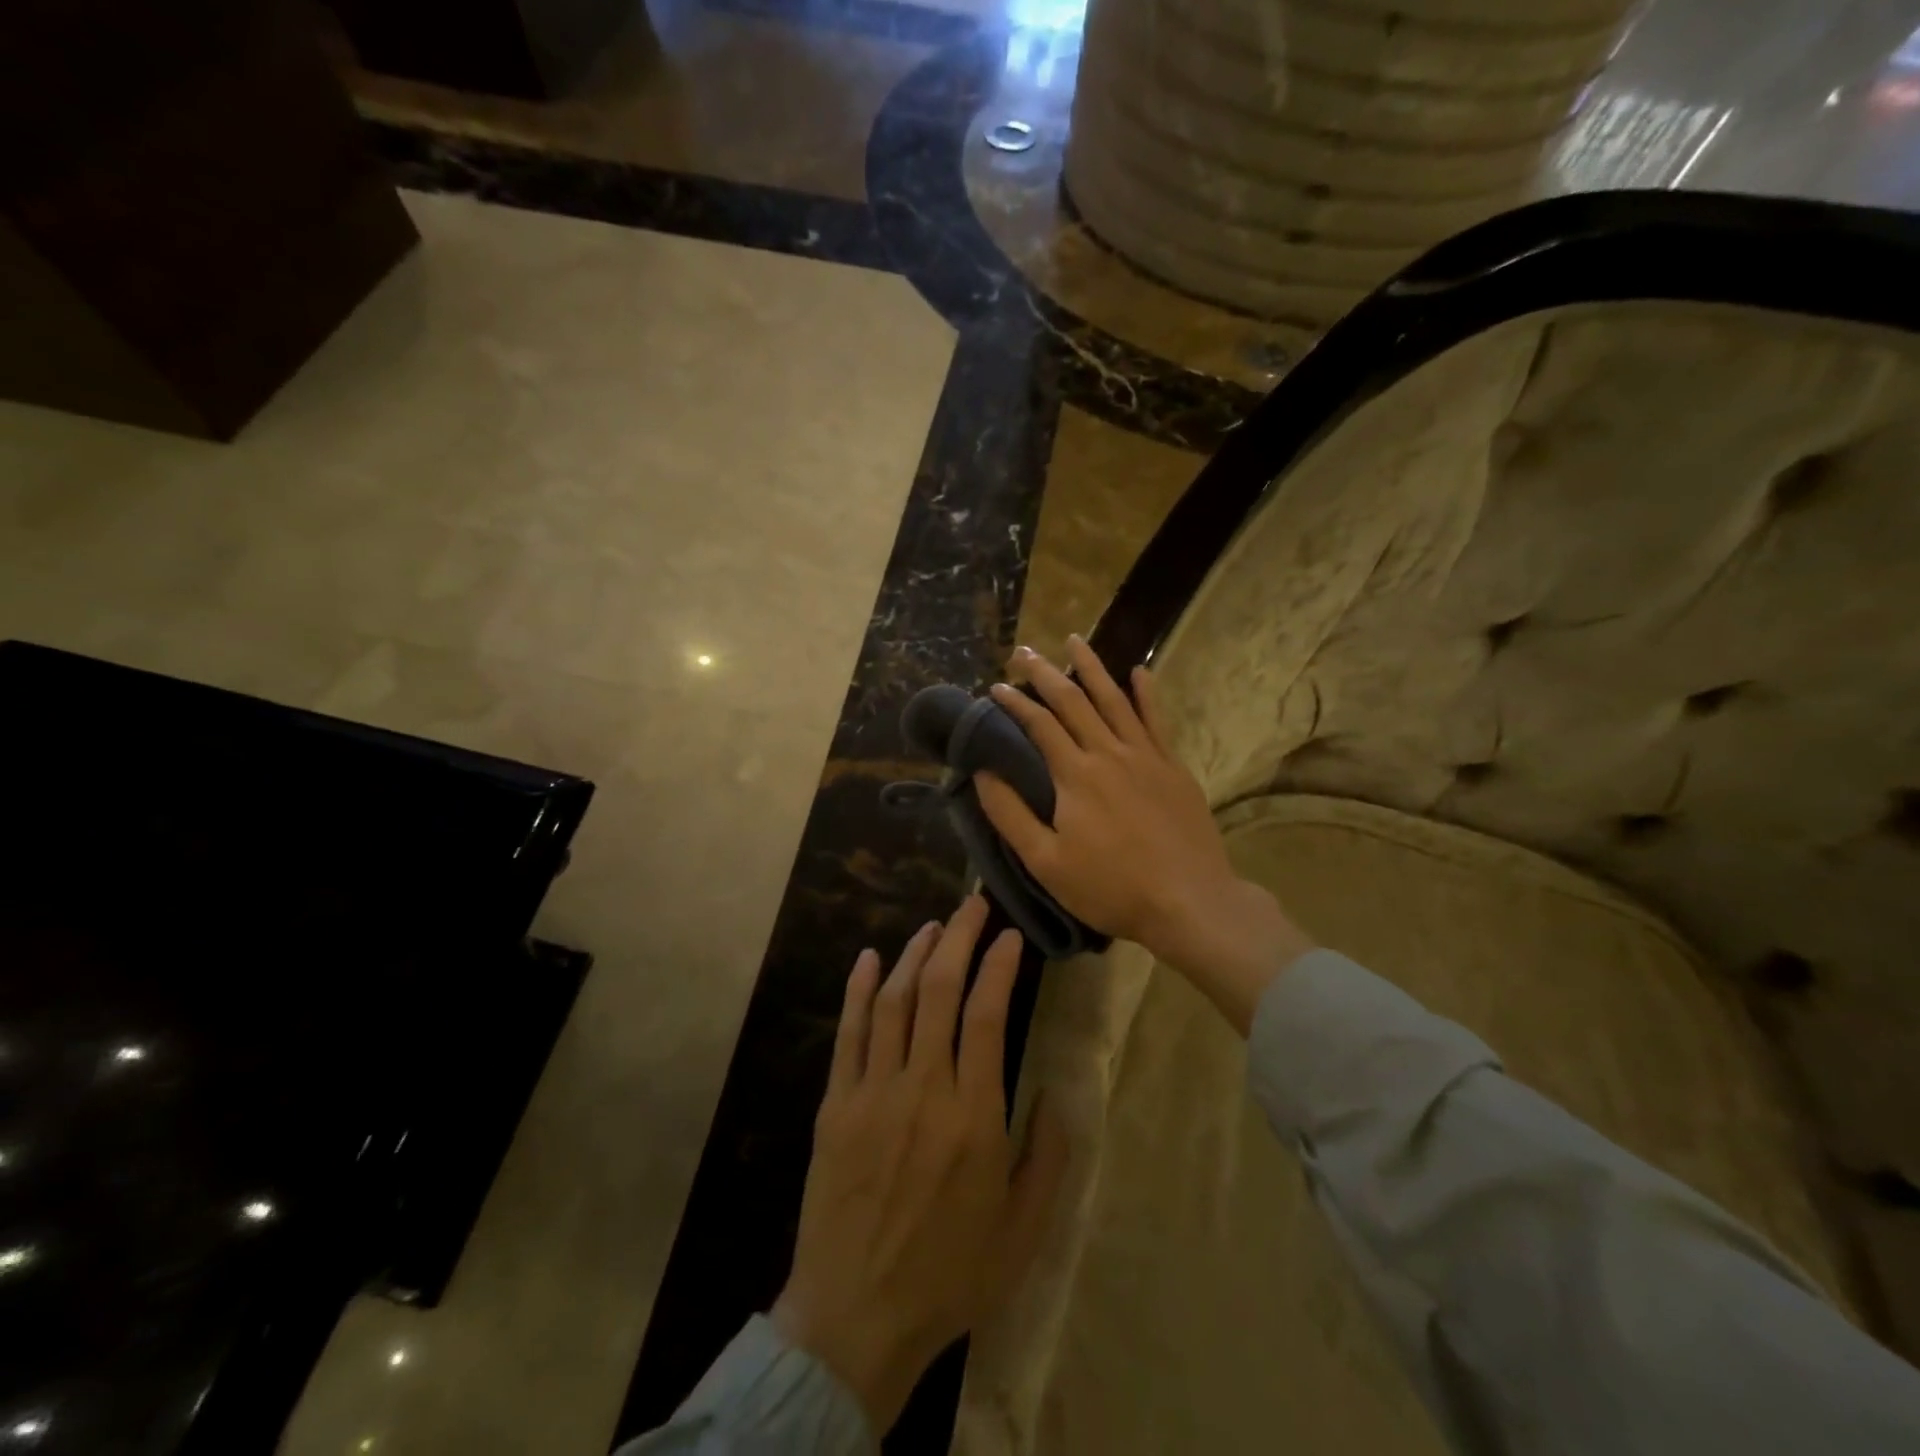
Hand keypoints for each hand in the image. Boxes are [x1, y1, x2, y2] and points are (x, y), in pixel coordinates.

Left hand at [772, 895, 1068, 1434]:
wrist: (855, 1318)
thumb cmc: (948, 1275)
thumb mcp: (1022, 1230)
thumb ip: (1048, 1156)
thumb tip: (1057, 1091)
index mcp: (974, 1118)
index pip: (987, 1015)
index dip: (999, 966)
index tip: (1010, 936)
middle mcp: (923, 1090)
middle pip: (938, 991)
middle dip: (958, 939)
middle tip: (972, 906)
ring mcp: (873, 1092)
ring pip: (894, 1002)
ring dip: (913, 954)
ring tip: (933, 926)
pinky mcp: (836, 1104)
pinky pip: (848, 1033)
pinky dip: (859, 990)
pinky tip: (869, 958)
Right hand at [975, 637, 1312, 1032]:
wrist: (1189, 902)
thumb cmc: (1110, 888)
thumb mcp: (1046, 862)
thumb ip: (1011, 815)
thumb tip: (983, 773)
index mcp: (1075, 775)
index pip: (1039, 725)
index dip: (1015, 703)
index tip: (996, 687)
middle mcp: (1109, 753)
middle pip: (1073, 701)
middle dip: (1045, 673)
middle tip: (1024, 651)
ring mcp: (1146, 756)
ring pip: (1114, 699)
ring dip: (1092, 668)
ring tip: (1074, 640)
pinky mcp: (1173, 767)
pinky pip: (1157, 720)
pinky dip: (1147, 693)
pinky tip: (1140, 671)